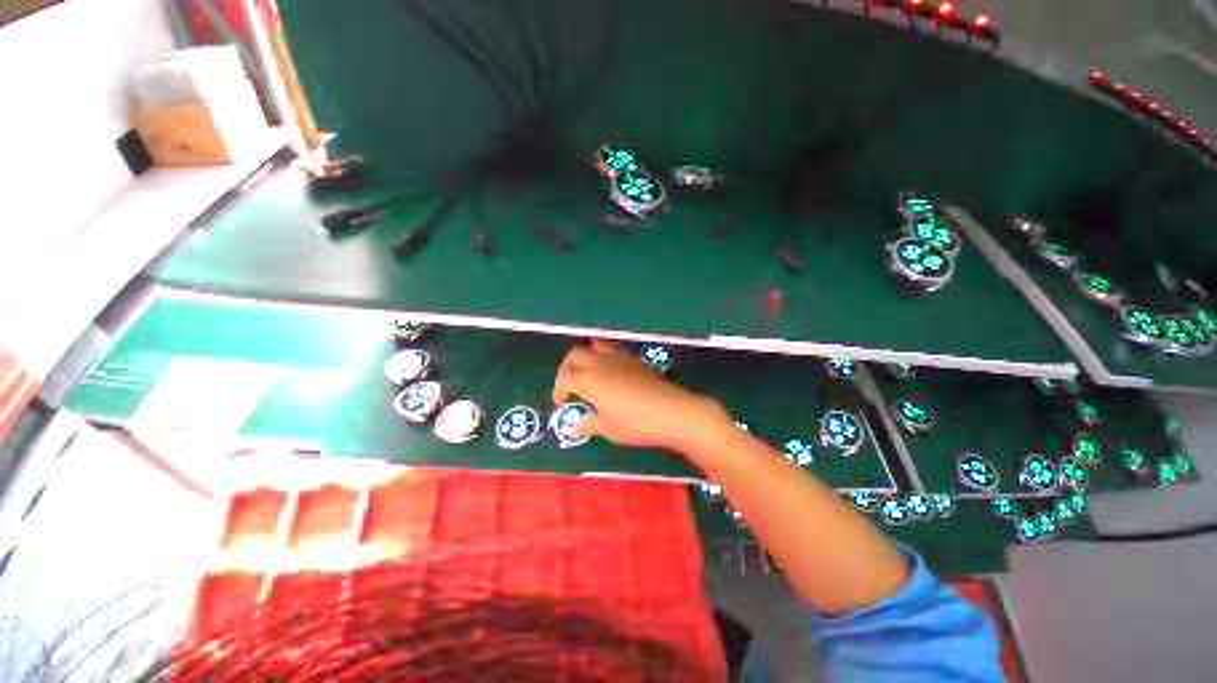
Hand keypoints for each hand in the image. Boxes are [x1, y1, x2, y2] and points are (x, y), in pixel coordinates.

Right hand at [551, 341, 731, 451]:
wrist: (673, 411)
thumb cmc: (637, 423)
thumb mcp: (609, 429)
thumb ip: (589, 424)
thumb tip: (574, 427)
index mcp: (589, 380)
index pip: (565, 379)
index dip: (558, 390)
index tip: (560, 402)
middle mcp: (601, 364)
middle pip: (576, 355)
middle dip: (567, 367)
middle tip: (569, 383)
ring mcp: (619, 358)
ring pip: (595, 346)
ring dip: (586, 355)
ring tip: (588, 371)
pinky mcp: (635, 359)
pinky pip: (613, 349)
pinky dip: (604, 354)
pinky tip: (611, 369)